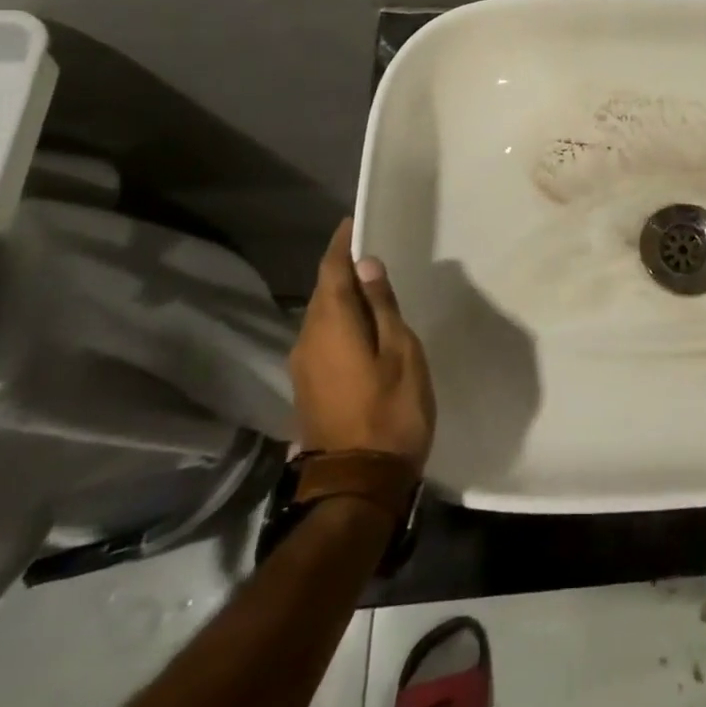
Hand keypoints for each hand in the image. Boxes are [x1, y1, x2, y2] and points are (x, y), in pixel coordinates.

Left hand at [289, 219, 435, 469]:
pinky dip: (339, 318)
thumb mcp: (401, 352)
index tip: (354, 221)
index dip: (341, 244)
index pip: (331, 270)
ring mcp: (304, 366)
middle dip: (341, 266)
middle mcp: (308, 340)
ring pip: (320, 314)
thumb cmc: (390, 412)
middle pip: (323, 291)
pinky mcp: (309, 386)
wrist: (357, 485)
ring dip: (340, 293)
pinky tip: (361, 322)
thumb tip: (366, 265)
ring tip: (369, 281)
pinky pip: (322, 336)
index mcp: (332, 325)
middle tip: (369, 247)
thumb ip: (382, 307)